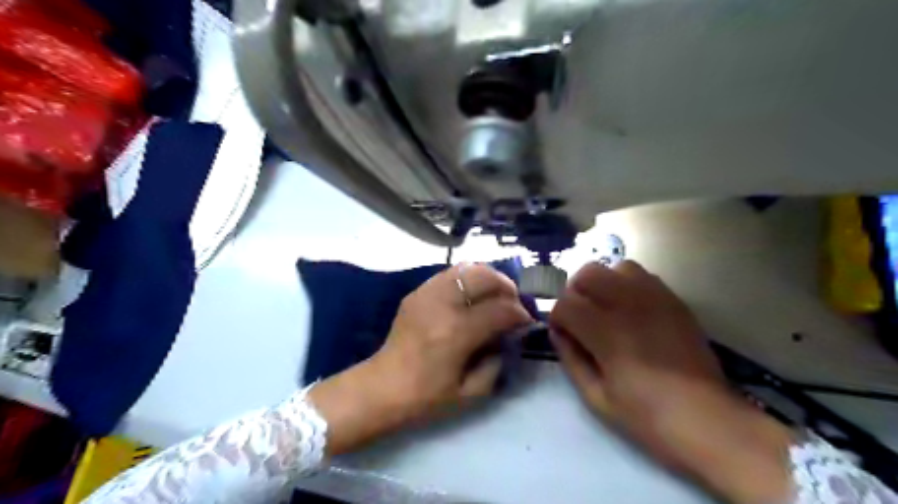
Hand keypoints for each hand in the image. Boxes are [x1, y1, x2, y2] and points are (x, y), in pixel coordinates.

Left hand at [312, 264, 530, 455]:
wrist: (382, 387)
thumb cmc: (426, 397)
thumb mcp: (471, 392)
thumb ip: (497, 362)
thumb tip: (508, 336)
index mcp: (457, 333)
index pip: (500, 309)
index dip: (519, 313)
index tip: (526, 320)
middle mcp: (442, 305)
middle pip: (483, 276)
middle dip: (505, 286)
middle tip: (512, 301)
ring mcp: (426, 294)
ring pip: (466, 268)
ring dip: (487, 278)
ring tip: (494, 294)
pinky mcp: (416, 293)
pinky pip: (449, 274)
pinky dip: (467, 280)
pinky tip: (471, 296)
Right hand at [548, 261, 792, 502]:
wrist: (707, 420)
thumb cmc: (647, 415)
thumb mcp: (596, 397)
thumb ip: (571, 359)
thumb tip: (558, 332)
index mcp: (606, 332)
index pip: (565, 304)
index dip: (556, 317)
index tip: (562, 333)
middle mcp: (629, 305)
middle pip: (588, 273)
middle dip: (576, 292)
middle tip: (581, 316)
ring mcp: (656, 299)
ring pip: (617, 267)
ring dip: (604, 283)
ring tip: (607, 307)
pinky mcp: (675, 301)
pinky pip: (644, 276)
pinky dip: (628, 285)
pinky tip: (632, 310)